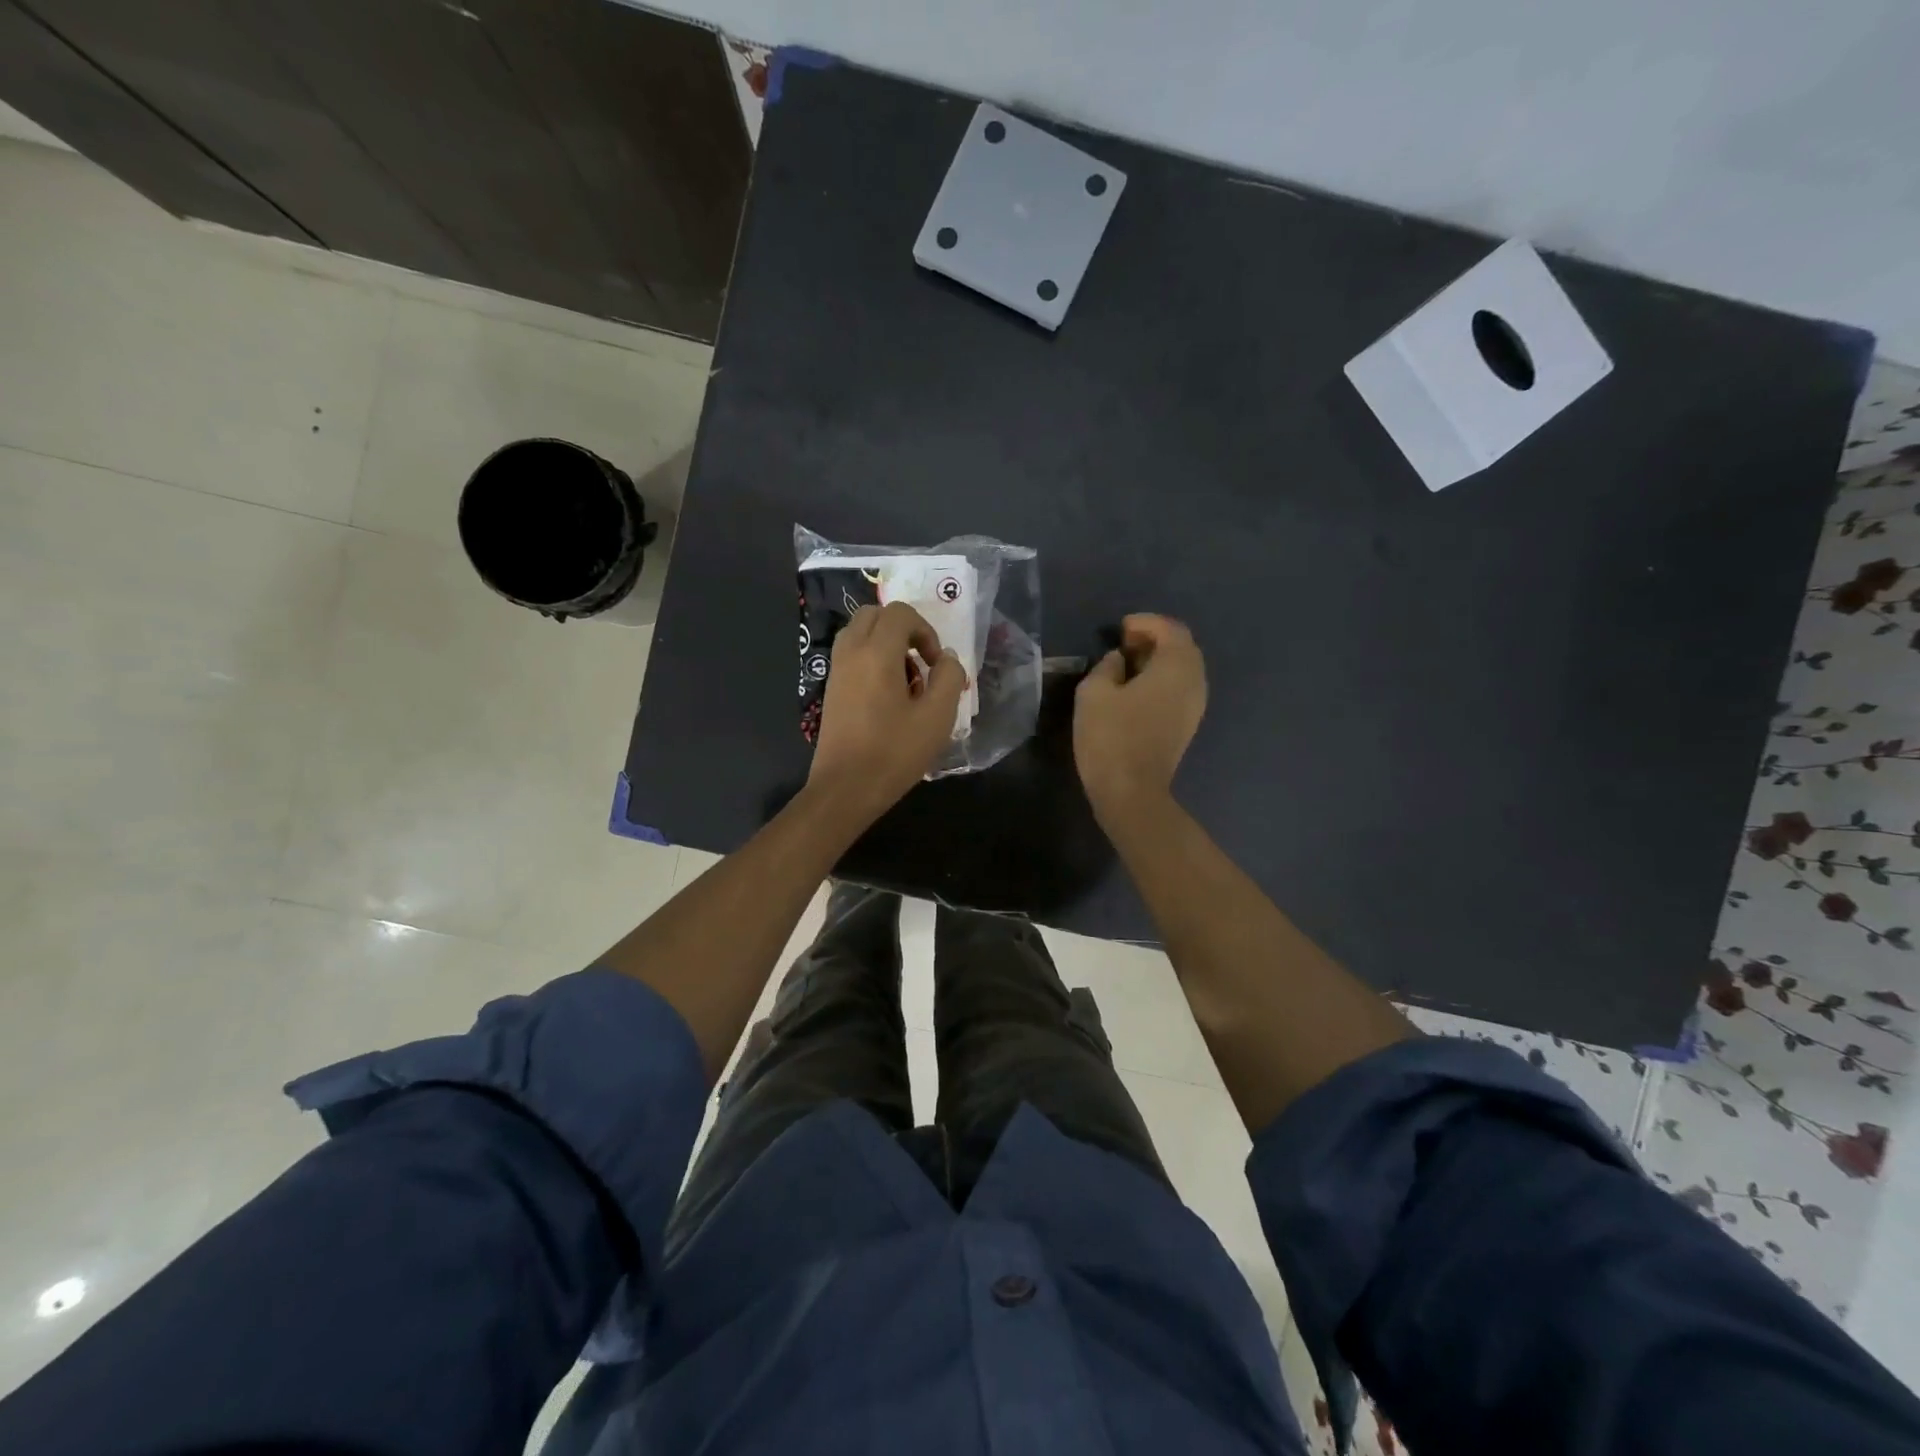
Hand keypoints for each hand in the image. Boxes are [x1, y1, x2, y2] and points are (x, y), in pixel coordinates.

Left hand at [807, 601, 967, 823]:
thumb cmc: (894, 752)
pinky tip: (888, 698)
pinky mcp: (831, 690)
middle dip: (903, 631)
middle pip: (875, 615)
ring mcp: (837, 671)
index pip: (900, 613)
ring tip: (907, 682)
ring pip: (860, 634)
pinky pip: (852, 656)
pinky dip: (872, 661)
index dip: (925, 630)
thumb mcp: (937, 717)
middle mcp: (851, 652)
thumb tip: (946, 657)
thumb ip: (949, 677)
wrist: (845, 788)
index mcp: (876, 653)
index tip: (936, 663)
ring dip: (886, 645)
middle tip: (921, 663)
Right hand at [1073, 614, 1206, 821]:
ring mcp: (1195, 706)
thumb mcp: (1094, 692)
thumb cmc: (1110, 736)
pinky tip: (1136, 689)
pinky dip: (1162, 679)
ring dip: (1159, 660)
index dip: (1146, 623)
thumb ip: (1107, 666)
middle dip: (1155, 639)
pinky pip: (1180, 689)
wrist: (1131, 792)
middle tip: (1125, 642)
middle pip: (1183, 648)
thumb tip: (1120, 660)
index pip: (1170, 630)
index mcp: (1176, 667)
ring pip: (1183, 669)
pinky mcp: (1187, 725)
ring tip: (1128, 665)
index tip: (1120, 628)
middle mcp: (1195, 682)